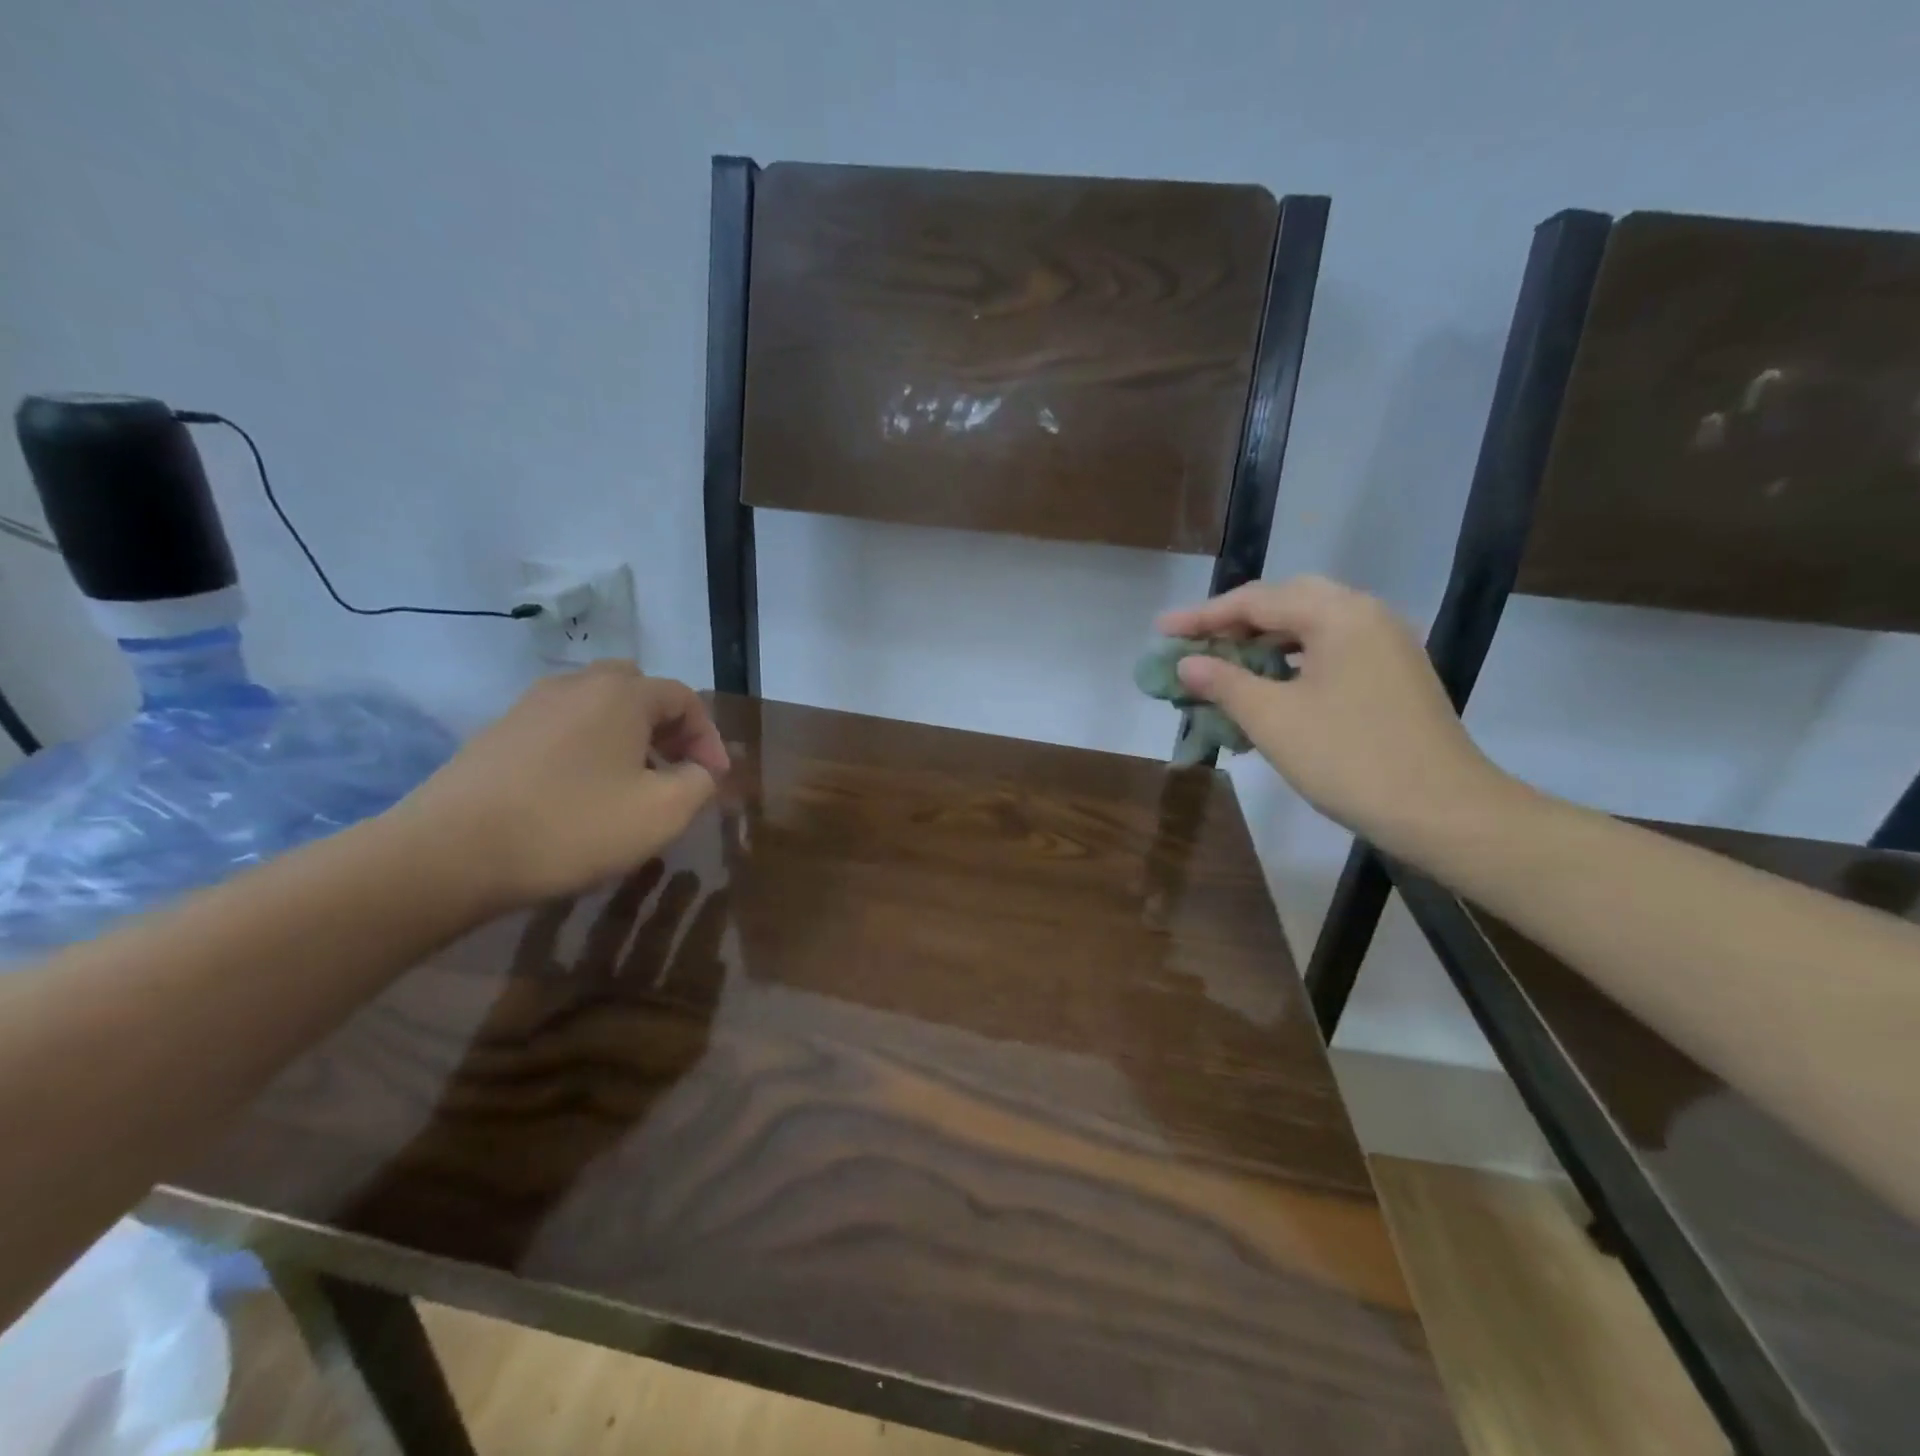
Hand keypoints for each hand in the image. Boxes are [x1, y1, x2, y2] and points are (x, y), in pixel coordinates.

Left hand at [395, 663, 729, 912]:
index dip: (708, 738)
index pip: (684, 698)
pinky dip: (588, 747)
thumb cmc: (571, 827)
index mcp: (622, 694)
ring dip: (626, 736)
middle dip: (666, 725)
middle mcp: (576, 685)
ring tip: (632, 783)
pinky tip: (581, 791)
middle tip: (675, 767)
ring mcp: (530, 706)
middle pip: (637, 689)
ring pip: (596, 706)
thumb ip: (699, 784)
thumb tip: (698, 771)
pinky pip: (562, 727)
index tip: (714, 780)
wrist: (447, 854)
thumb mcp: (662, 813)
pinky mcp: (498, 734)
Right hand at [1157, 576, 1513, 852]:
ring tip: (1224, 663)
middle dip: (1235, 622)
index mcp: (1338, 615)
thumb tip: (1186, 663)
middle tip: (1195, 643)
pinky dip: (1292, 660)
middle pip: (1286, 603)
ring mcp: (1386, 644)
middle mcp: (1366, 615)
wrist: (1443, 811)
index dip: (1202, 617)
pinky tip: (1269, 685)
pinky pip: (1330, 650)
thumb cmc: (1349, 759)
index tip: (1161, 631)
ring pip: (1310, 627)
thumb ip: (1224, 682)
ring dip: (1263, 642)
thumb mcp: (1273, 719)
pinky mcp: (1393, 673)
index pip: (1256, 601)